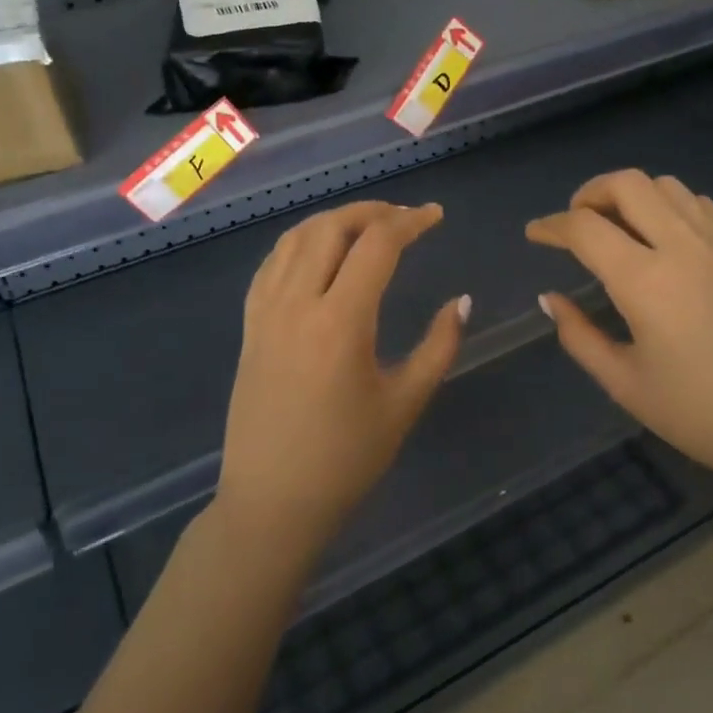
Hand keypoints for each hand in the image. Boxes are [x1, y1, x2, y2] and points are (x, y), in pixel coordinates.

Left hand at [215, 201, 468, 557]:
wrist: (273, 501)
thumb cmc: (347, 459)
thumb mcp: (405, 403)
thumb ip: (439, 346)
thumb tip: (462, 301)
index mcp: (341, 322)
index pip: (377, 245)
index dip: (410, 221)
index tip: (435, 216)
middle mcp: (297, 304)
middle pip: (332, 227)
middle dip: (372, 211)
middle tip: (404, 217)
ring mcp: (266, 312)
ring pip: (296, 237)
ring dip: (334, 220)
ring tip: (367, 226)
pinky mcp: (250, 325)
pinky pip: (272, 263)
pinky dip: (300, 242)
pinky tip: (319, 252)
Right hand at [527, 170, 712, 483]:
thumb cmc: (698, 413)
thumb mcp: (624, 383)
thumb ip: (579, 335)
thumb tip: (550, 298)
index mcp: (645, 281)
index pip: (585, 228)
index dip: (551, 226)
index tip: (535, 234)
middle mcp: (682, 247)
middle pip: (627, 184)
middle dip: (590, 193)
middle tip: (577, 224)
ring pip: (667, 186)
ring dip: (632, 196)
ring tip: (619, 228)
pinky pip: (701, 205)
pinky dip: (671, 206)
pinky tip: (665, 238)